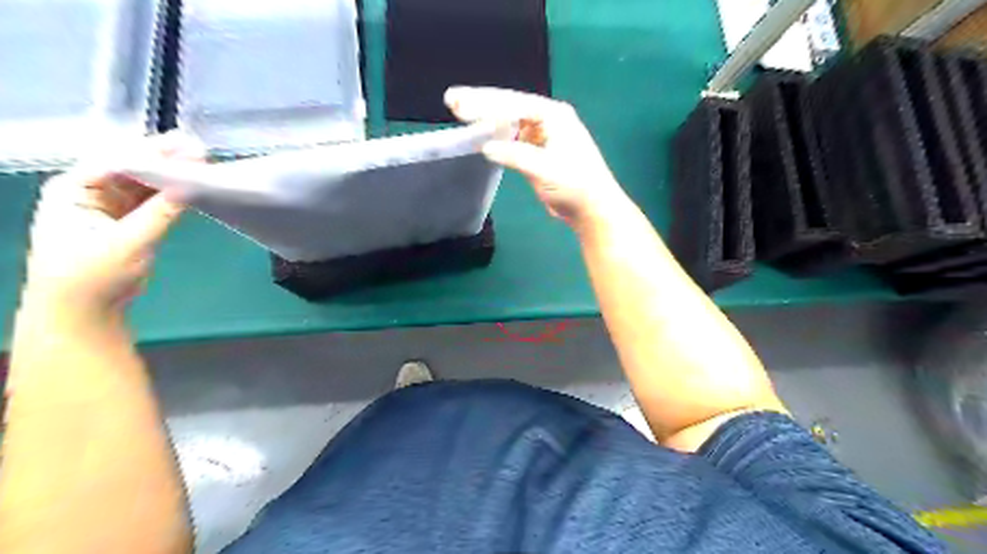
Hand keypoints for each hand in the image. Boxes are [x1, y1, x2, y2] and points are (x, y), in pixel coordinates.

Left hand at [23, 132, 203, 318]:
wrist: (84, 310)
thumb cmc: (94, 276)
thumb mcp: (128, 242)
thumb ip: (160, 212)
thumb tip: (191, 187)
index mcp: (72, 189)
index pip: (117, 162)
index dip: (153, 154)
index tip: (188, 148)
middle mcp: (89, 190)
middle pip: (131, 167)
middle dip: (165, 159)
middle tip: (200, 149)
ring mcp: (108, 204)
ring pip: (144, 182)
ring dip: (171, 175)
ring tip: (203, 163)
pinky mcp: (127, 219)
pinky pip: (151, 199)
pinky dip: (171, 193)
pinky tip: (191, 184)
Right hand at [447, 86, 627, 229]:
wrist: (591, 208)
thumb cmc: (574, 186)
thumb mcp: (544, 170)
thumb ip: (516, 155)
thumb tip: (487, 147)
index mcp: (553, 116)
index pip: (514, 104)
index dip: (485, 103)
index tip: (459, 104)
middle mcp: (547, 120)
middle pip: (509, 107)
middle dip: (481, 103)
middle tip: (451, 100)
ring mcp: (542, 135)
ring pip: (509, 121)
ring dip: (486, 118)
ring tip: (459, 113)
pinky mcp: (537, 151)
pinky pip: (512, 137)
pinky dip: (496, 135)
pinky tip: (481, 134)